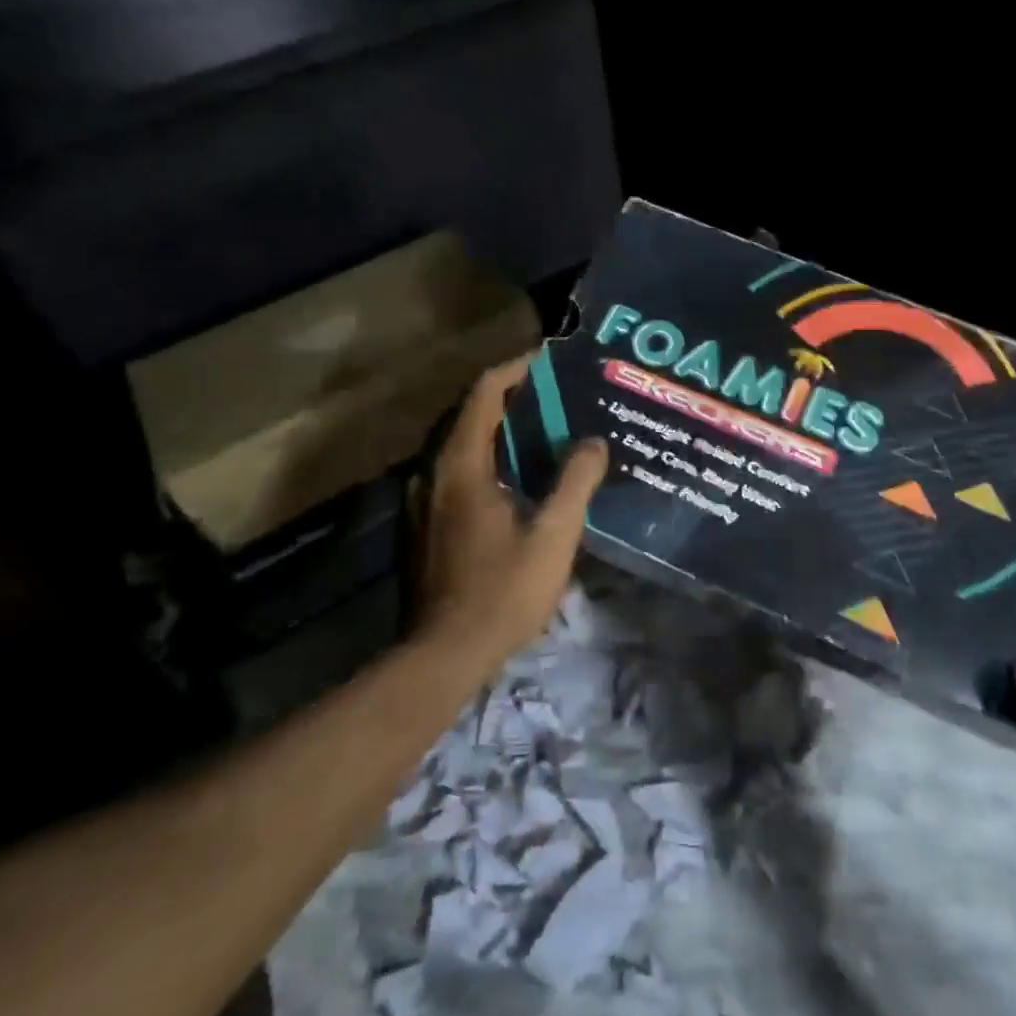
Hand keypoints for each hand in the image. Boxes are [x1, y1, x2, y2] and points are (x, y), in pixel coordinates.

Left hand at [414, 355, 607, 666]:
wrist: (444, 655)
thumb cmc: (502, 592)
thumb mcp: (553, 537)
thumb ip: (575, 483)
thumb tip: (593, 442)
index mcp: (461, 466)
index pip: (483, 394)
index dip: (515, 370)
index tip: (548, 361)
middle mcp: (433, 473)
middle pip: (469, 415)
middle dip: (509, 398)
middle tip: (554, 395)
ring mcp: (423, 500)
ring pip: (460, 446)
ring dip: (497, 430)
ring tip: (541, 431)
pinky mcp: (423, 525)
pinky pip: (456, 472)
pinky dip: (486, 458)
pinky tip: (515, 479)